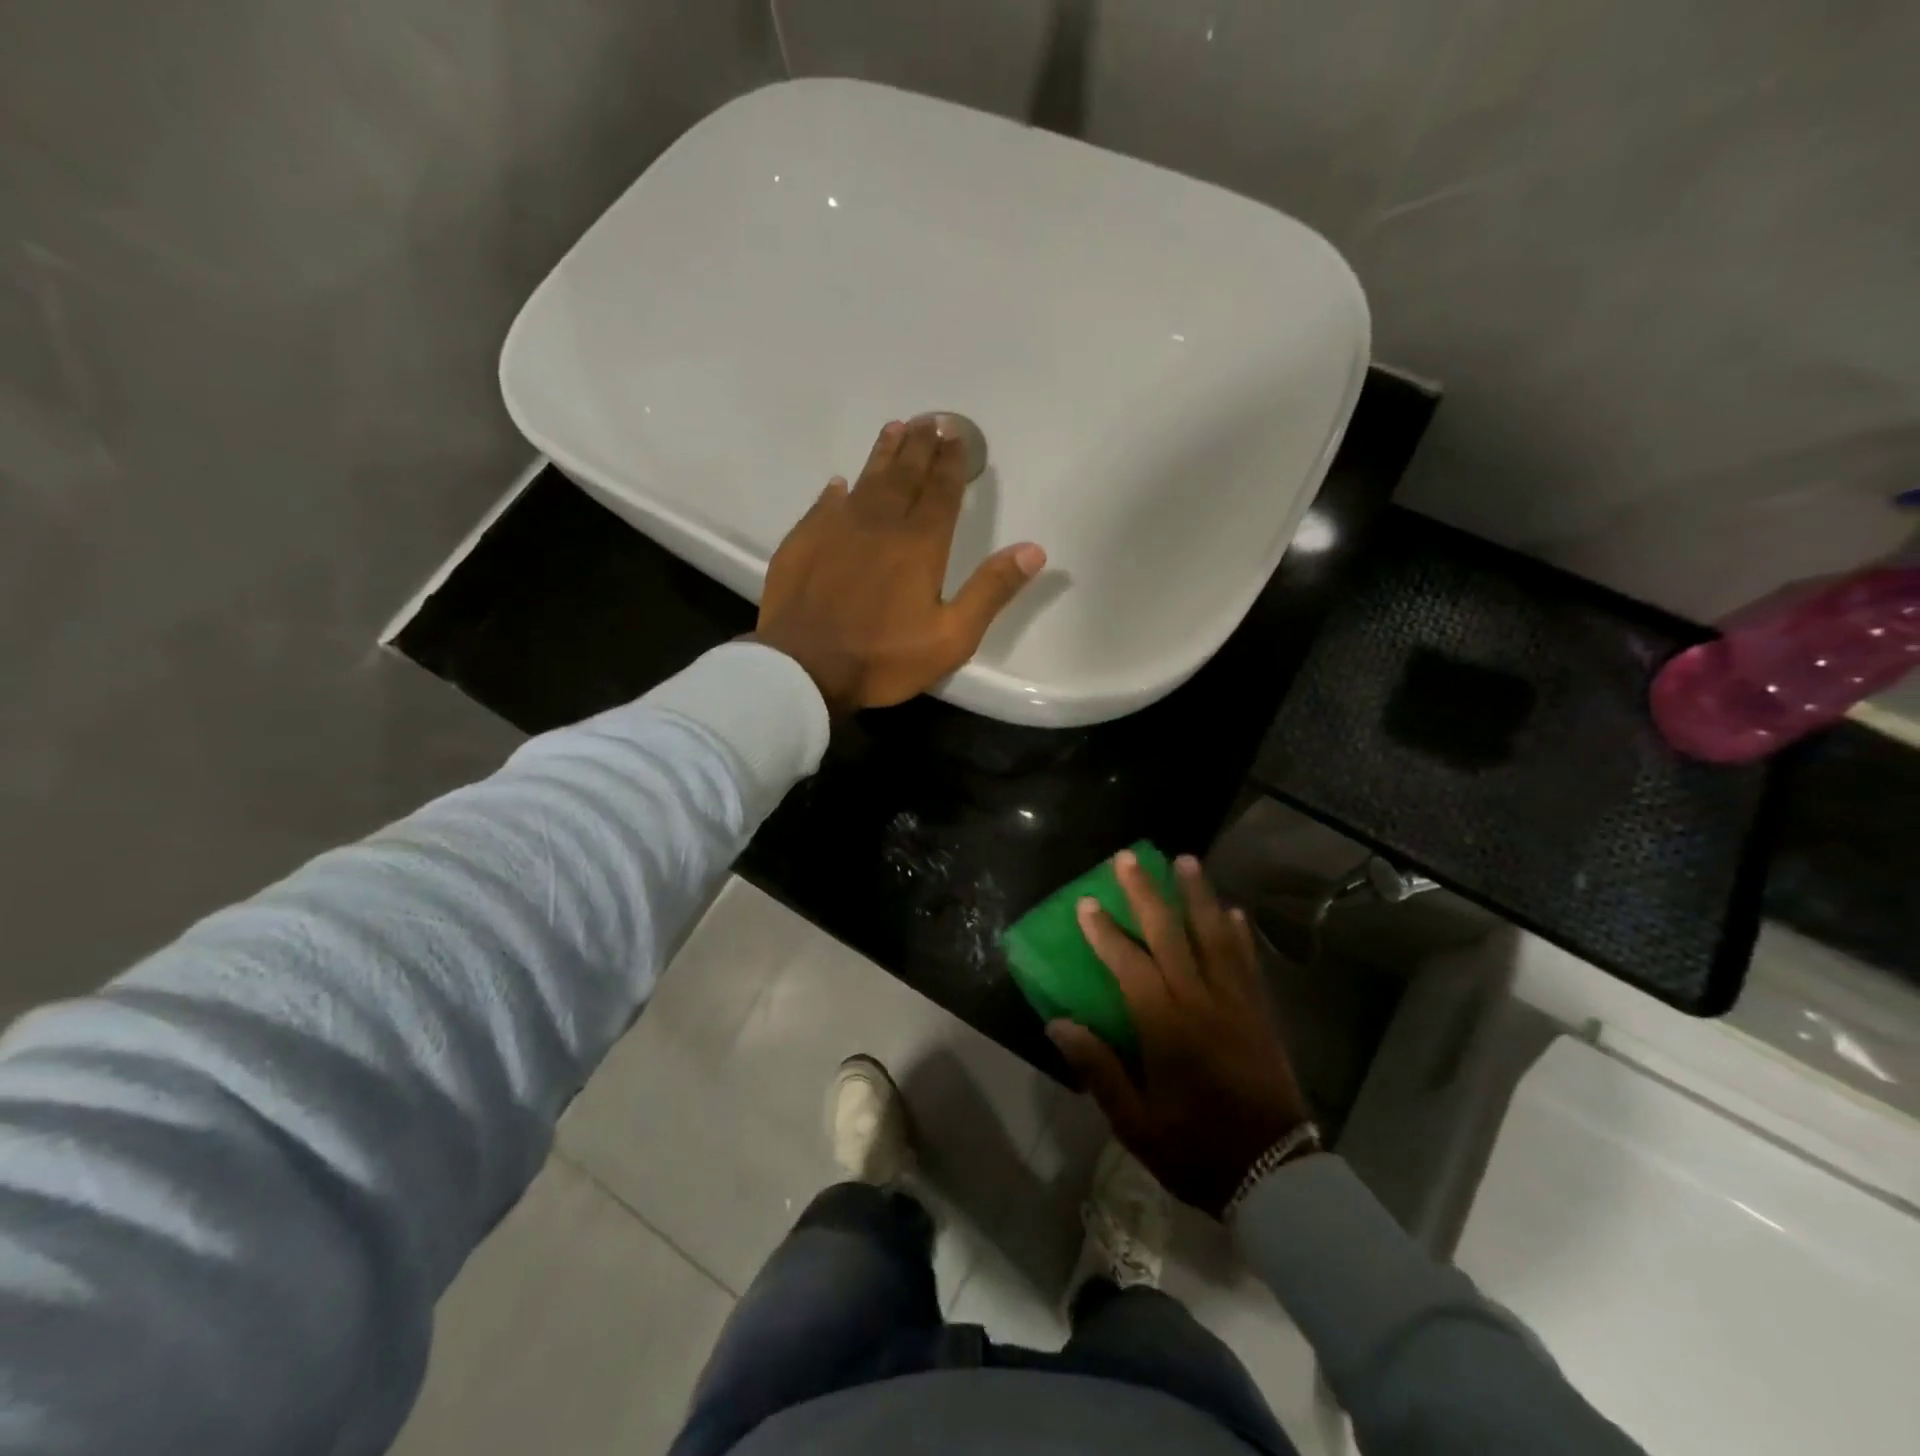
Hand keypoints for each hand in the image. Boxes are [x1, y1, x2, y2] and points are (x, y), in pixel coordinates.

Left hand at [753, 418, 1046, 713]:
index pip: (941, 492)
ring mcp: (836, 529)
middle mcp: (880, 524)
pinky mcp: (803, 542)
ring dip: (883, 454)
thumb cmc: (884, 658)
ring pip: (865, 480)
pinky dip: (836, 491)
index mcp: (919, 545)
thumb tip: (1033, 550)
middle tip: (931, 420)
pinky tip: (839, 483)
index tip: (957, 436)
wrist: (805, 668)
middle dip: (921, 446)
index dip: (952, 463)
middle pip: (904, 476)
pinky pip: (823, 505)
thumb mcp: (952, 636)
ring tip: (895, 428)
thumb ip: (991, 591)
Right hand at [1048, 851, 1312, 1217]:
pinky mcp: (1260, 1013)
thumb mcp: (1135, 1124)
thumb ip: (1098, 1070)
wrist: (1276, 1175)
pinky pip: (1248, 962)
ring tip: (1186, 861)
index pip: (1129, 964)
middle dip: (1147, 893)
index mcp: (1166, 1027)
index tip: (1086, 903)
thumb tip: (1058, 1025)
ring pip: (1215, 936)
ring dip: (1198, 895)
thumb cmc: (1196, 1150)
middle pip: (1171, 934)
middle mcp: (1201, 1002)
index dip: (1105, 932)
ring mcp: (1236, 1003)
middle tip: (1129, 857)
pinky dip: (1238, 933)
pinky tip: (1233, 911)